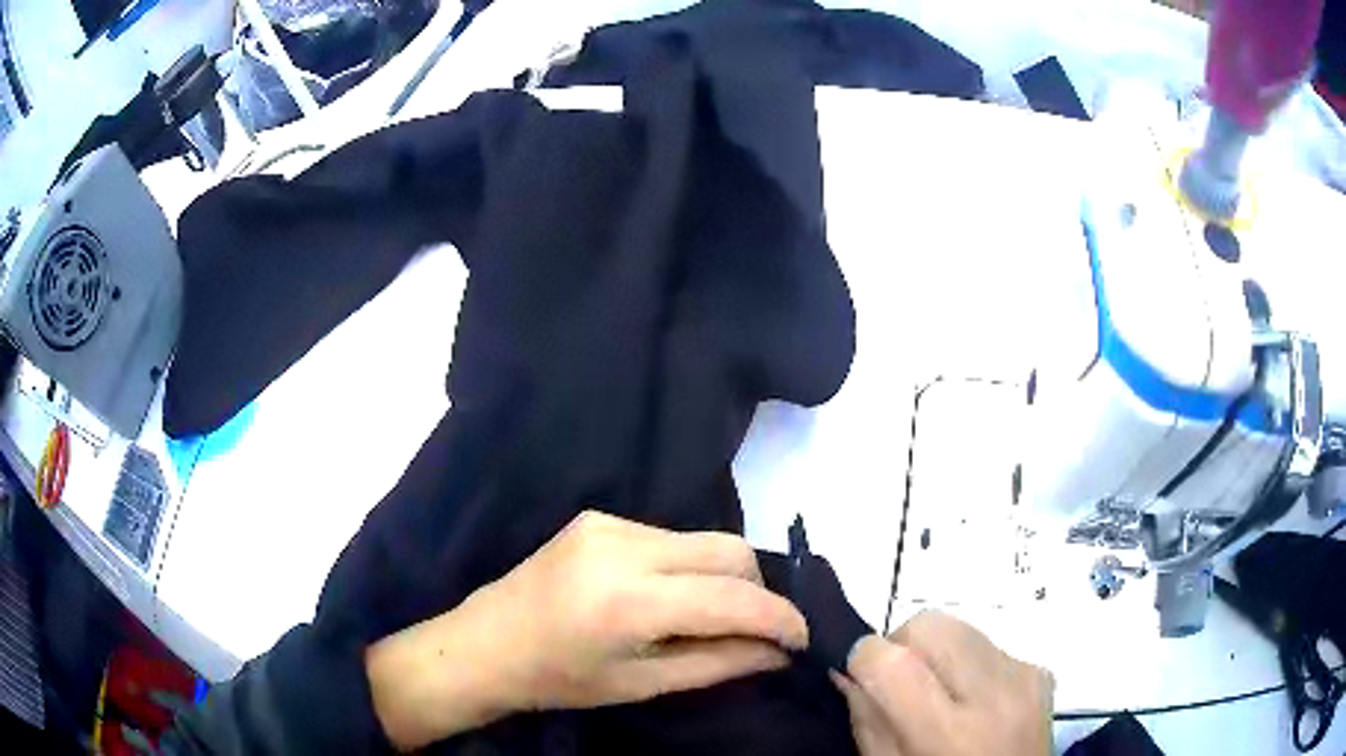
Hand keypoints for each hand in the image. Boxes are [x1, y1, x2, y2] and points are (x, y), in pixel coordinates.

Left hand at [367, 510, 807, 749]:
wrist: (484, 643)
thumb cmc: (559, 680)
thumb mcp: (643, 685)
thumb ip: (720, 664)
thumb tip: (780, 652)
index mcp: (628, 601)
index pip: (731, 598)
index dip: (779, 618)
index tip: (802, 638)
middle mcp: (622, 546)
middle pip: (729, 549)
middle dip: (758, 589)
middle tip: (757, 629)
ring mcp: (607, 522)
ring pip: (703, 539)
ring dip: (723, 577)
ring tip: (708, 617)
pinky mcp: (598, 516)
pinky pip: (670, 536)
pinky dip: (688, 566)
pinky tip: (667, 597)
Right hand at [834, 611, 1052, 755]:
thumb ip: (867, 720)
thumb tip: (848, 669)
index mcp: (948, 734)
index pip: (892, 662)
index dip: (862, 658)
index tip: (858, 673)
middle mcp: (993, 695)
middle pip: (930, 625)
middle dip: (901, 645)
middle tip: (897, 684)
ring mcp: (1023, 677)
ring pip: (960, 627)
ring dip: (937, 653)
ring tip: (938, 695)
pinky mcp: (1040, 671)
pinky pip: (989, 645)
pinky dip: (968, 664)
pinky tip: (972, 702)